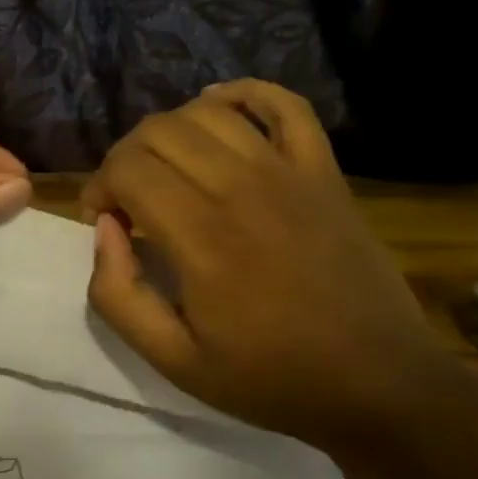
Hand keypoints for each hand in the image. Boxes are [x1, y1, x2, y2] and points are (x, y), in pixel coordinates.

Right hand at [80, 80, 446, 450]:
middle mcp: (240, 188)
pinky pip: (285, 105)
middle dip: (125, 158)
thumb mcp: (174, 361)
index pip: (127, 169)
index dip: (99, 187)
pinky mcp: (324, 171)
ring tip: (167, 168)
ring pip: (208, 112)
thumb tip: (106, 231)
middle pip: (159, 131)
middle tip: (128, 199)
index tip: (105, 222)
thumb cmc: (271, 377)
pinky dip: (245, 94)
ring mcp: (289, 172)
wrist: (378, 384)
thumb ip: (118, 296)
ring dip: (171, 131)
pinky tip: (220, 105)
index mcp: (200, 237)